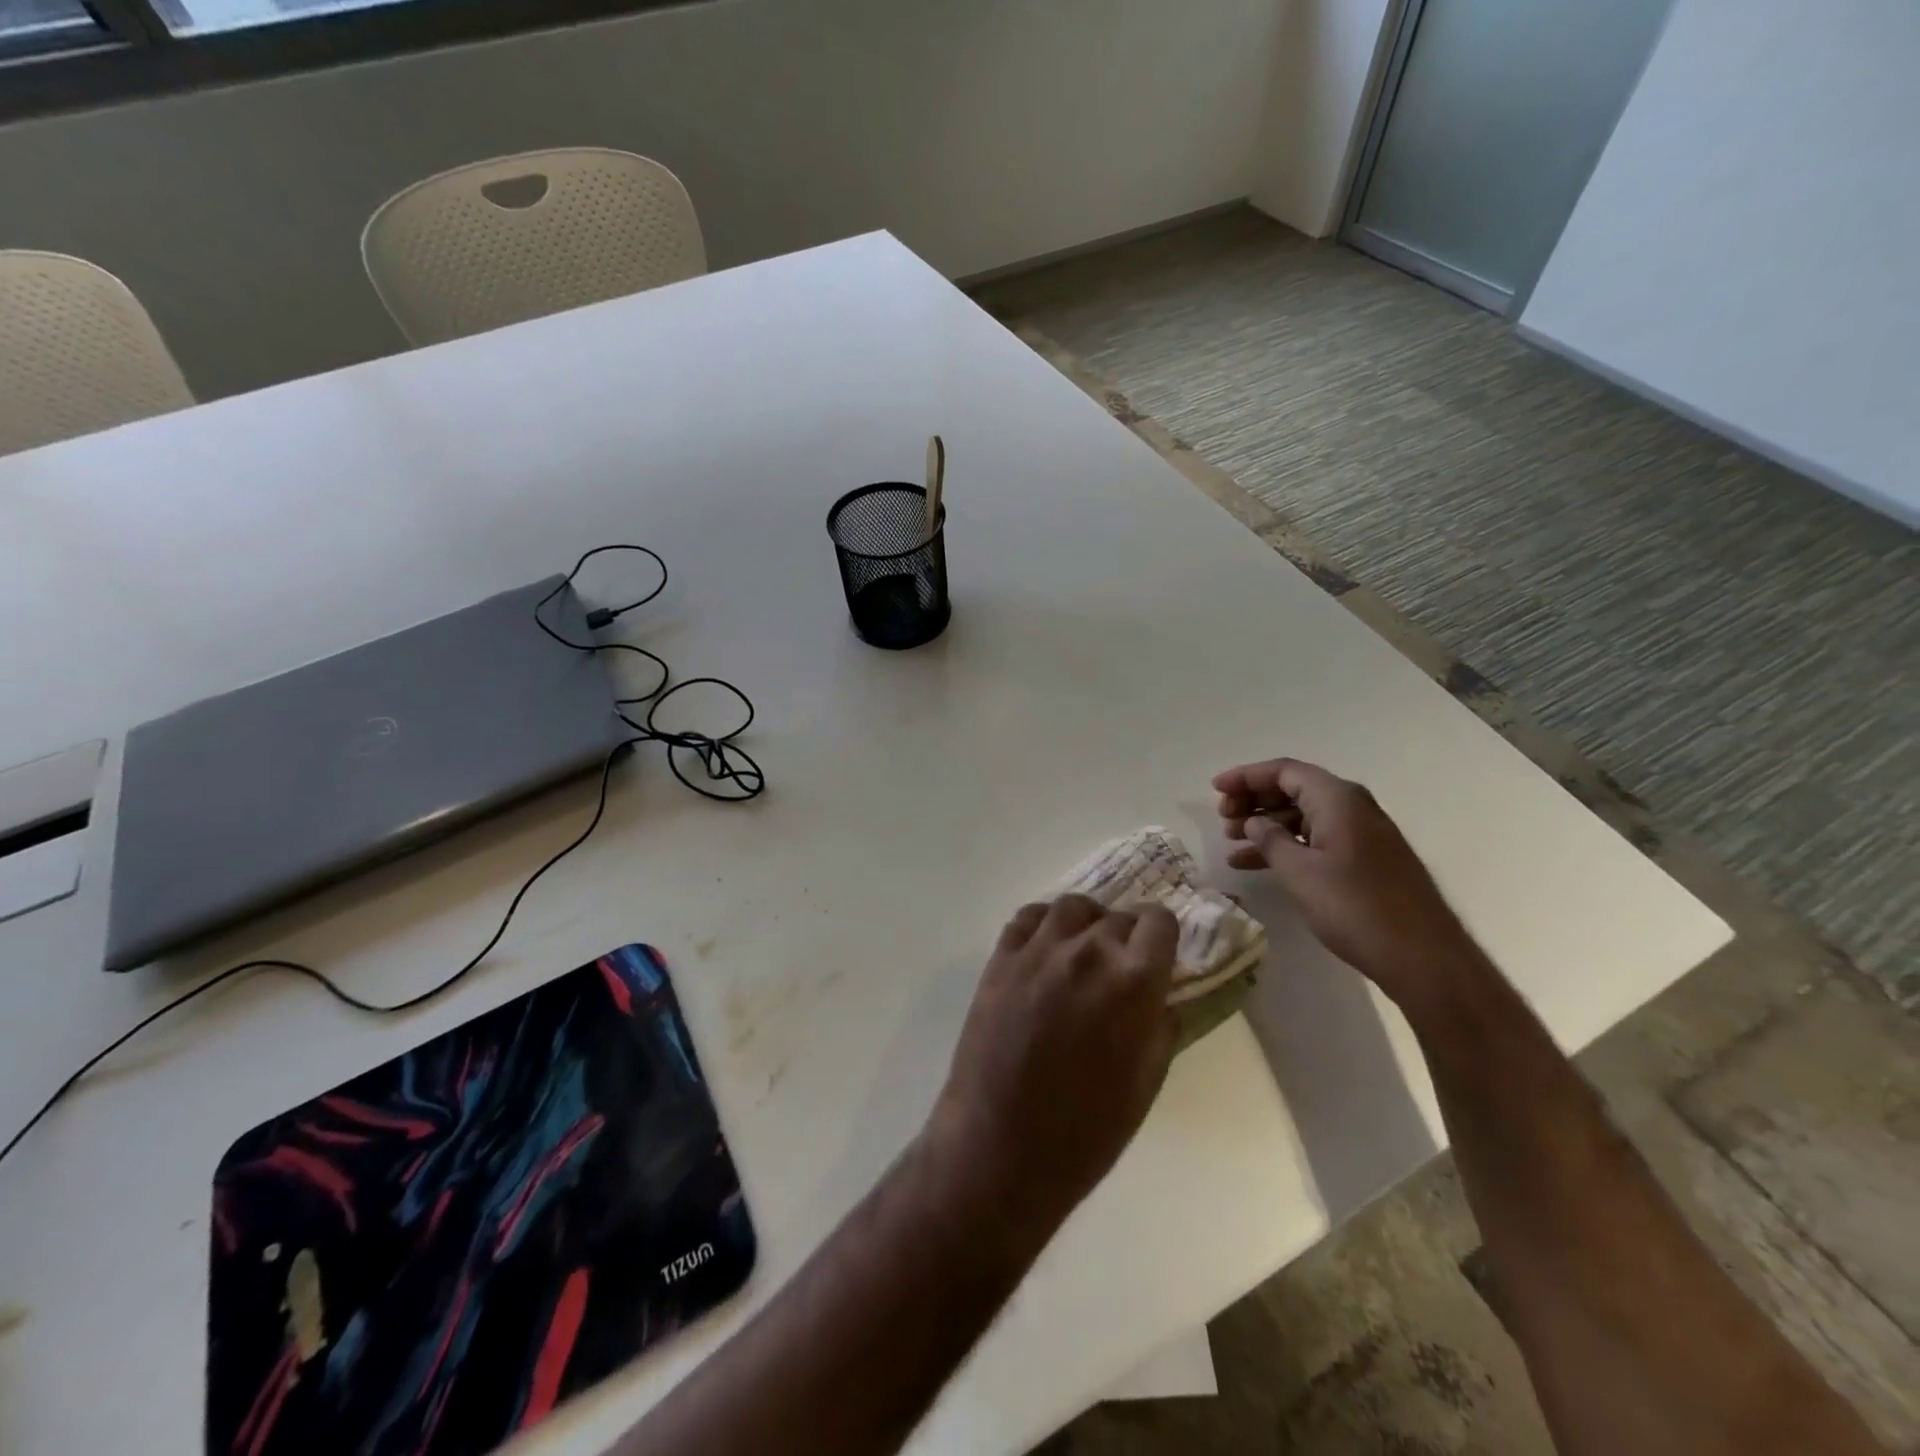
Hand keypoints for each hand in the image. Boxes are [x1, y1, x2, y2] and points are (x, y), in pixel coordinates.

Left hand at [929, 895, 1178, 1244]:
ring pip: (1073, 907)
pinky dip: (1044, 924)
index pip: (1160, 922)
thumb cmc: (1086, 1131)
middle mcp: (1089, 951)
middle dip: (1127, 937)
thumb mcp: (1146, 1084)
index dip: (1163, 935)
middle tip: (1120, 967)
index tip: (1158, 953)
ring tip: (1082, 950)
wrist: (1001, 1146)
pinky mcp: (1001, 958)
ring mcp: (1039, 950)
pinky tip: (1045, 949)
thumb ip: (1159, 1028)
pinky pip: (1028, 917)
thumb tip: (1160, 999)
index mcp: (1134, 981)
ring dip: (1086, 923)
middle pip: (1119, 916)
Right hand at [1213, 758, 1483, 1012]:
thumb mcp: (1299, 871)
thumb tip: (1255, 821)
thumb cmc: (1355, 906)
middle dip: (1254, 800)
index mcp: (1337, 799)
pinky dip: (1286, 845)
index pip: (1284, 771)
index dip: (1246, 776)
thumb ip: (1270, 839)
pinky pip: (1316, 838)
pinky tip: (1258, 865)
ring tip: (1231, 845)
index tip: (1215, 788)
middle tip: (1223, 819)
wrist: (1422, 956)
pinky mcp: (1365, 859)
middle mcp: (1352, 807)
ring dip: (1266, 826)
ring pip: (1303, 816)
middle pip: (1293, 789)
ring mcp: (1361, 833)